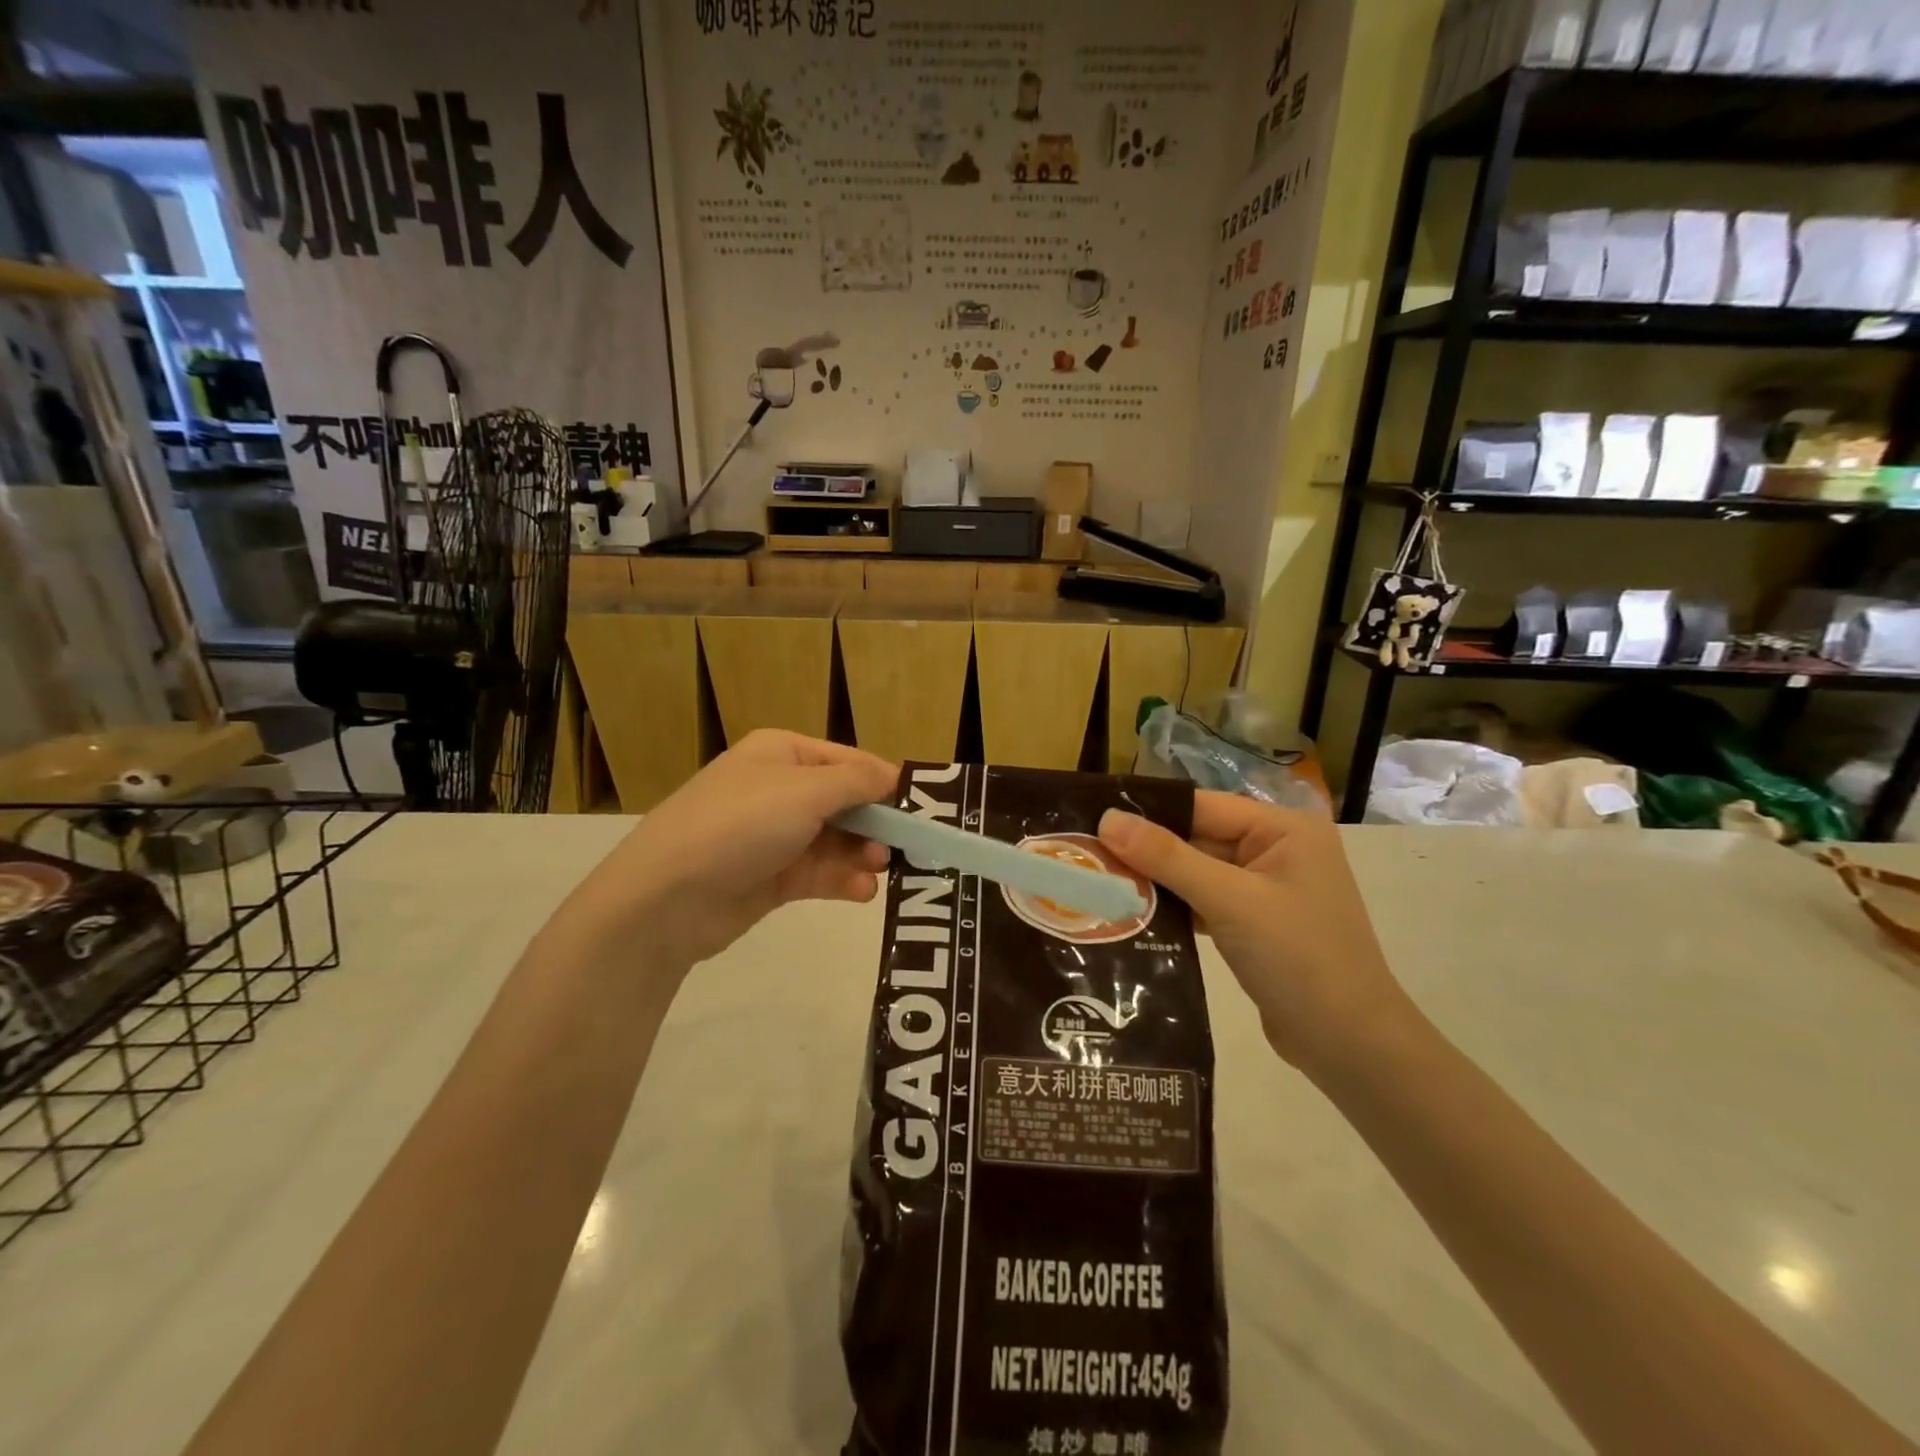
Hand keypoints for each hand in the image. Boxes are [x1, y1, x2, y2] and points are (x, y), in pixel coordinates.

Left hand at [568, 730, 896, 974]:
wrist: (666, 898)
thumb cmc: (741, 825)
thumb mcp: (805, 792)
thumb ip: (857, 782)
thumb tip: (893, 776)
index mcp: (782, 754)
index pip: (847, 761)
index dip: (883, 782)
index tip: (920, 808)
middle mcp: (778, 790)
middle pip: (843, 803)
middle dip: (874, 823)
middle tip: (903, 846)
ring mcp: (772, 836)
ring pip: (834, 841)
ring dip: (861, 854)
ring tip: (879, 869)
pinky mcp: (769, 878)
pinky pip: (818, 873)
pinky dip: (842, 880)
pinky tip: (861, 891)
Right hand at [1097, 794, 1418, 1075]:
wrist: (1350, 1045)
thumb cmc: (1299, 958)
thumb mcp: (1230, 901)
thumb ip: (1168, 857)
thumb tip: (1107, 819)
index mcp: (1283, 828)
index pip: (1201, 806)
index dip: (1148, 813)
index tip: (1091, 820)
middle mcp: (1275, 849)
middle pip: (1196, 838)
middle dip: (1145, 850)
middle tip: (1085, 855)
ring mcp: (1265, 889)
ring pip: (1195, 872)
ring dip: (1154, 881)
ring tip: (1096, 882)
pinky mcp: (1253, 923)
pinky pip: (1203, 901)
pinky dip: (1172, 907)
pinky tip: (1129, 913)